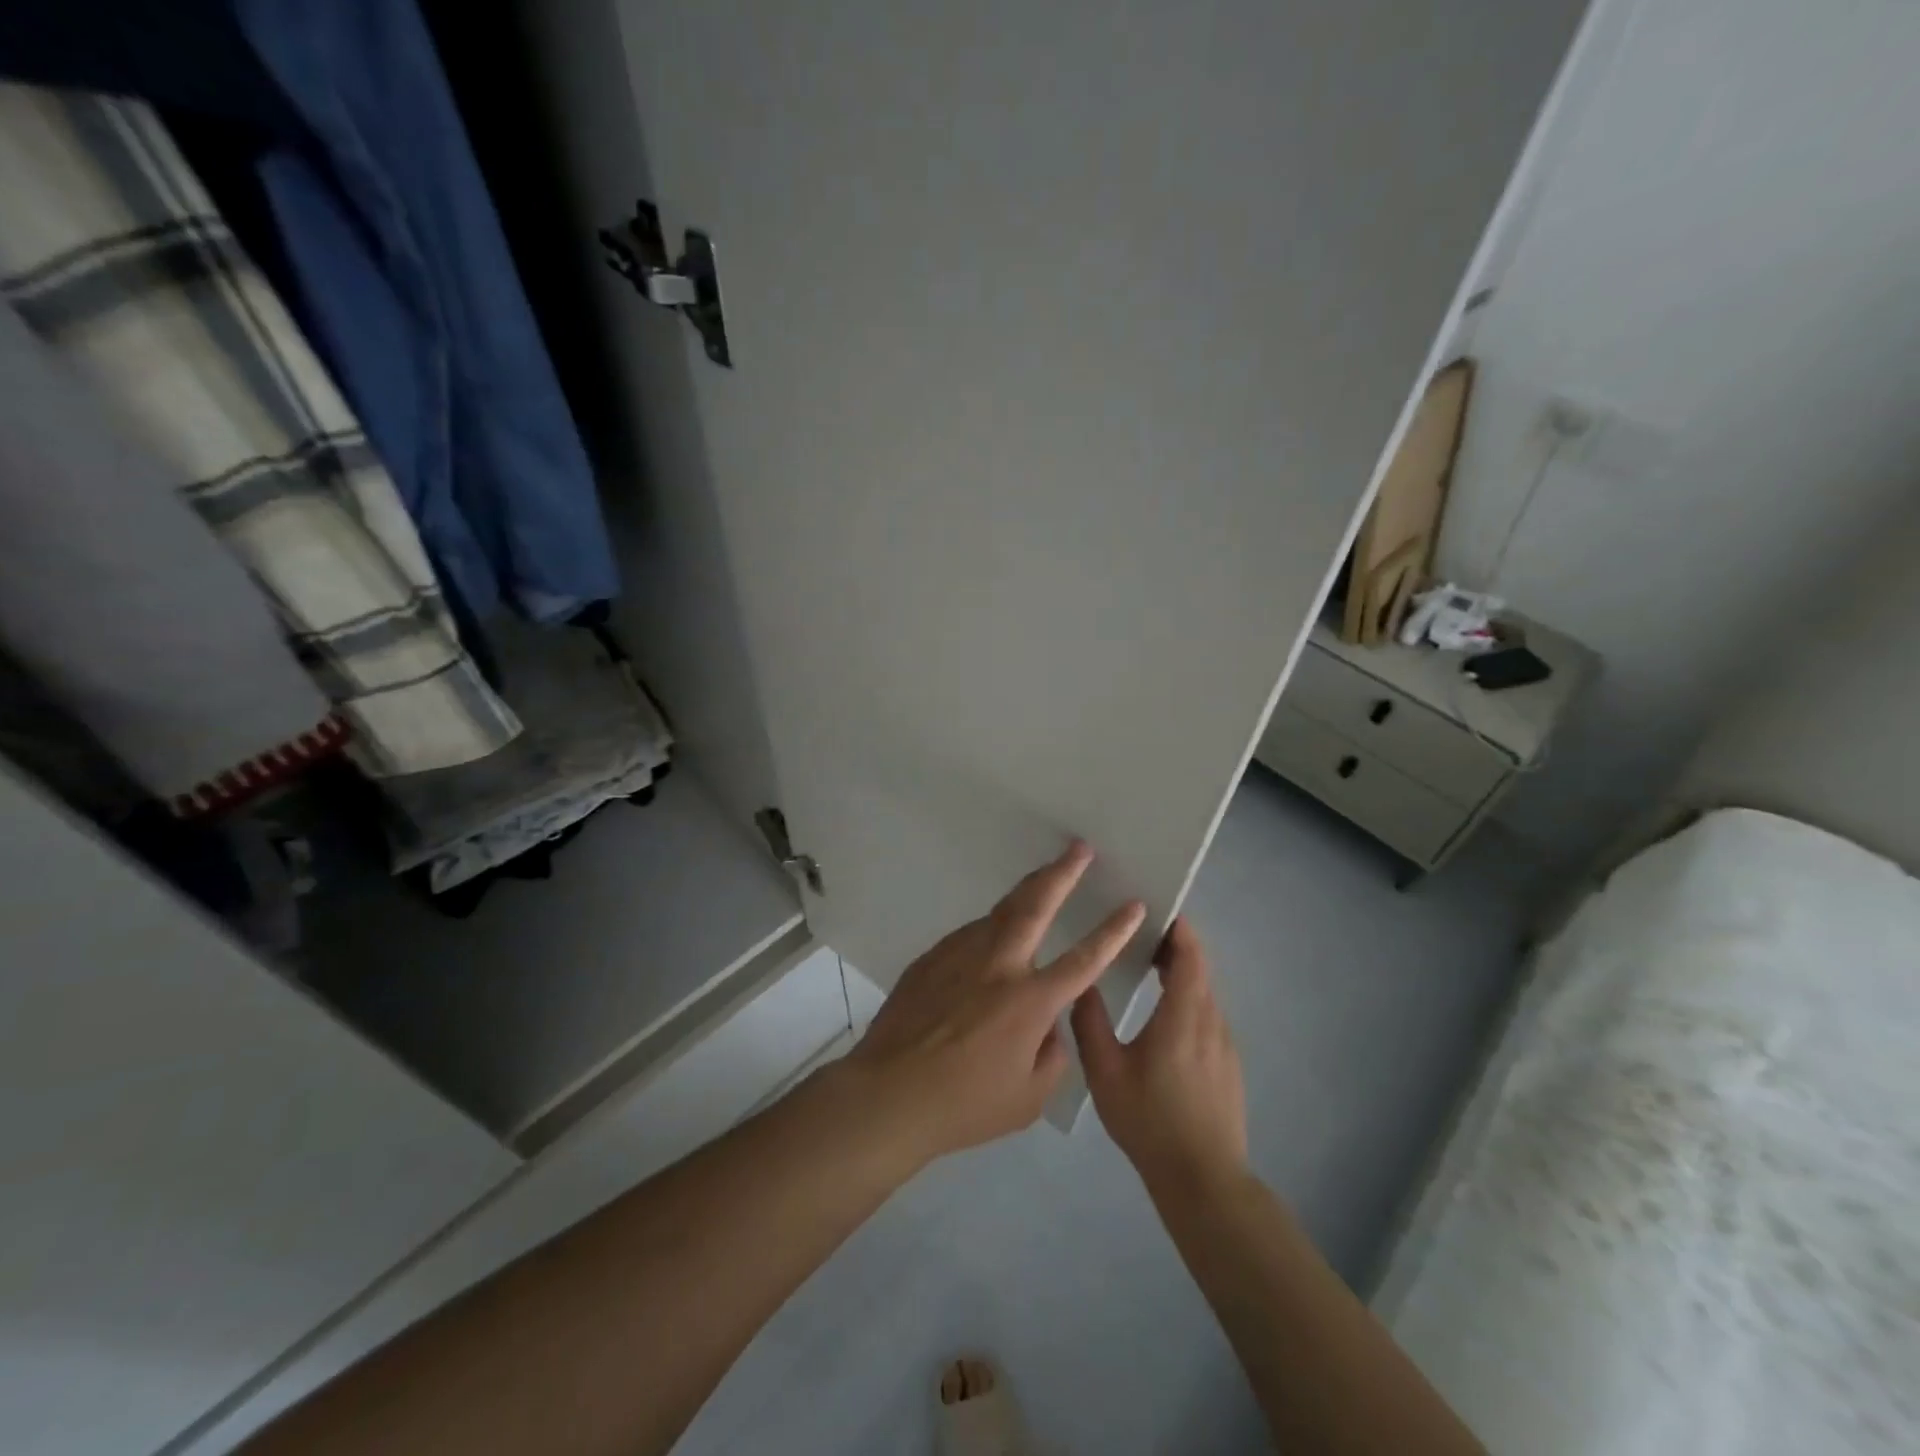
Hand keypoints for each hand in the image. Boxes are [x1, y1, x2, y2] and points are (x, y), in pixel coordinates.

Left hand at [844, 841, 1145, 1167]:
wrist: (888, 1093)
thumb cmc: (964, 1105)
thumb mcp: (1028, 1098)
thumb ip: (1052, 1055)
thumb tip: (1048, 1024)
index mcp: (1029, 1001)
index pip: (1084, 959)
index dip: (1113, 931)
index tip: (1134, 904)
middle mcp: (998, 965)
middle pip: (1036, 905)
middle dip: (1062, 872)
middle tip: (1079, 848)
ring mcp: (960, 955)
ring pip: (999, 912)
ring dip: (1025, 894)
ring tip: (1043, 881)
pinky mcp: (932, 957)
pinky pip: (970, 935)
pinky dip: (990, 929)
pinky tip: (992, 938)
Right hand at [1072, 917, 1247, 1192]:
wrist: (1203, 1179)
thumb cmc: (1150, 1121)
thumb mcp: (1105, 1073)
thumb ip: (1090, 1023)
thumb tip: (1081, 984)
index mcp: (1183, 1017)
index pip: (1190, 956)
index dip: (1179, 928)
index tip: (1158, 907)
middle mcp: (1211, 1022)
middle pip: (1199, 969)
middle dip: (1174, 945)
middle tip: (1139, 931)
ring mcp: (1224, 1044)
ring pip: (1204, 993)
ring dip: (1181, 972)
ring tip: (1146, 966)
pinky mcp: (1228, 1064)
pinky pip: (1207, 1015)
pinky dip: (1188, 999)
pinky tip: (1163, 1016)